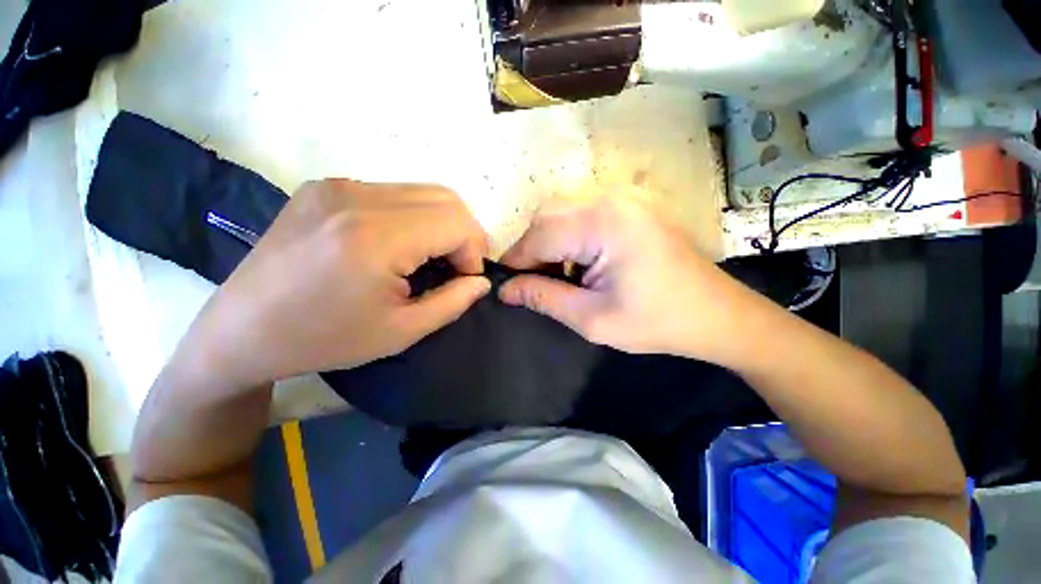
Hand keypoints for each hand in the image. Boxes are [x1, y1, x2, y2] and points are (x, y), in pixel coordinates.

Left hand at [182, 179, 490, 388]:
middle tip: (456, 267)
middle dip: (464, 234)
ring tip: (432, 257)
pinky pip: (393, 193)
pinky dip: (414, 216)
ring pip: (422, 191)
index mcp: (375, 237)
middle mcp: (357, 197)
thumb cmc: (325, 339)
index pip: (457, 222)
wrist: (242, 331)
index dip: (474, 251)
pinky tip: (401, 244)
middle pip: (446, 198)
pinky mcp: (324, 187)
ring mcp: (337, 186)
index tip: (466, 279)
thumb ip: (453, 302)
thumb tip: (481, 281)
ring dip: (441, 223)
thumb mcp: (402, 331)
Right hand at [499, 198, 757, 363]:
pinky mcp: (629, 209)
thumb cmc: (657, 322)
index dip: (516, 261)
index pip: (538, 235)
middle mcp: (610, 200)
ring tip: (554, 276)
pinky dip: (568, 237)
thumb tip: (505, 290)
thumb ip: (544, 298)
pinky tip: (576, 263)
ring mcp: (622, 201)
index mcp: (602, 224)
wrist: (718, 315)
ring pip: (562, 213)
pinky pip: (582, 215)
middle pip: (547, 216)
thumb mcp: (592, 319)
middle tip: (531, 283)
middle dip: (530, 250)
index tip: (505, 286)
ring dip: (548, 242)